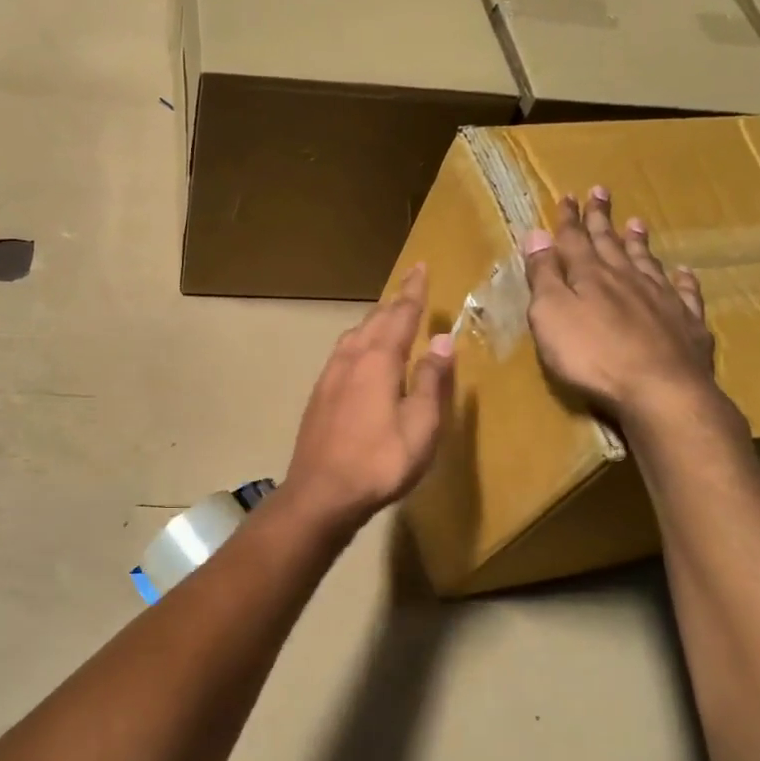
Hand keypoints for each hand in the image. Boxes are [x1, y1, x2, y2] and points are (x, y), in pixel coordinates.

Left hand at [281, 265, 454, 532]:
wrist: (320, 493)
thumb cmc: (379, 462)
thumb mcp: (421, 426)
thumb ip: (431, 381)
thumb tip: (441, 340)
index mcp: (378, 361)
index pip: (400, 315)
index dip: (413, 291)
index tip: (421, 267)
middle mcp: (350, 359)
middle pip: (374, 321)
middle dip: (394, 302)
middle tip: (410, 287)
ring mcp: (329, 377)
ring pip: (354, 335)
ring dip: (374, 321)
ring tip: (388, 317)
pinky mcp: (318, 396)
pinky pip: (342, 354)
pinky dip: (358, 342)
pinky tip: (360, 356)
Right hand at [524, 187, 716, 421]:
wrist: (660, 389)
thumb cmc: (592, 355)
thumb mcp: (551, 315)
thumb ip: (544, 275)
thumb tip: (536, 233)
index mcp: (590, 276)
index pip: (574, 240)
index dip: (569, 219)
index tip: (568, 196)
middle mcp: (627, 279)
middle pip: (611, 243)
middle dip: (602, 219)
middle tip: (601, 192)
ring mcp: (662, 299)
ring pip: (647, 262)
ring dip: (638, 242)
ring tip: (637, 223)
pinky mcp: (687, 324)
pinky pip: (685, 293)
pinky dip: (682, 280)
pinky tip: (684, 272)